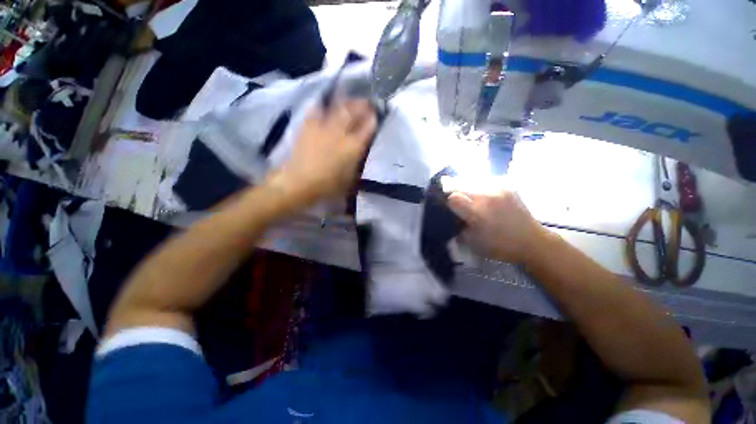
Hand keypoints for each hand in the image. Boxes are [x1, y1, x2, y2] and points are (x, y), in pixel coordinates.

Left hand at [269, 99, 376, 205]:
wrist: (299, 182)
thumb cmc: (328, 185)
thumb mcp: (350, 179)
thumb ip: (357, 163)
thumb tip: (360, 152)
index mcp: (353, 147)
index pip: (367, 128)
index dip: (373, 120)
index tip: (375, 115)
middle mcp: (340, 133)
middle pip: (353, 112)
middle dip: (362, 105)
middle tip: (367, 103)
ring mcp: (323, 127)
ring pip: (337, 108)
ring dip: (346, 102)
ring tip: (349, 100)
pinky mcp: (308, 126)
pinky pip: (316, 110)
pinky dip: (322, 106)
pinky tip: (324, 106)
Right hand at [448, 186, 548, 264]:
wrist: (532, 241)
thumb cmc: (500, 246)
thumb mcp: (473, 243)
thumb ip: (458, 228)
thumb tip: (450, 218)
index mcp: (477, 213)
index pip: (453, 198)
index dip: (447, 202)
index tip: (448, 206)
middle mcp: (487, 197)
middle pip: (460, 184)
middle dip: (452, 188)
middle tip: (451, 194)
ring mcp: (499, 188)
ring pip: (472, 179)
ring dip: (465, 185)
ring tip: (466, 193)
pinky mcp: (507, 185)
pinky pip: (485, 180)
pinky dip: (479, 185)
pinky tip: (482, 193)